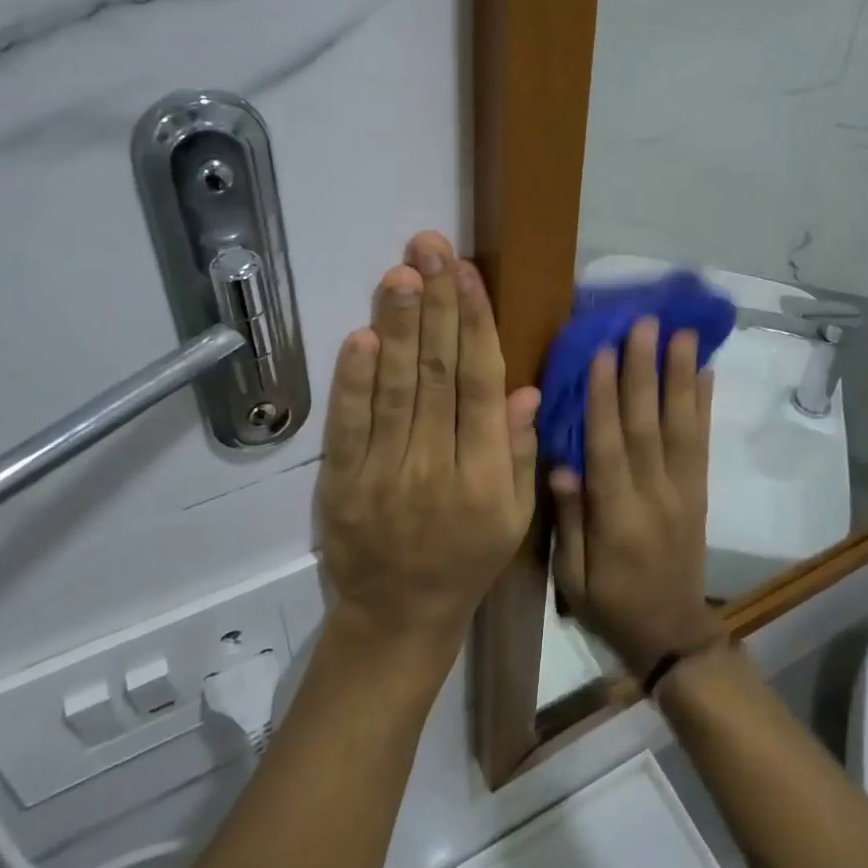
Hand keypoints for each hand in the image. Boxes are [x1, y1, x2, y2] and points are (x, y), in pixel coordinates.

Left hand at [316, 232, 540, 658]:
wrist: (397, 620)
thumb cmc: (466, 562)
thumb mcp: (513, 517)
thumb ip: (517, 452)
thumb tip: (524, 390)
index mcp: (486, 476)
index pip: (482, 386)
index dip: (476, 325)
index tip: (467, 274)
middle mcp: (438, 468)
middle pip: (439, 374)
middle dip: (437, 305)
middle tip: (430, 248)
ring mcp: (385, 476)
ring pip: (396, 389)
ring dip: (398, 327)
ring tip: (401, 272)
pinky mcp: (342, 485)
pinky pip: (349, 426)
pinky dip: (354, 380)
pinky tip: (361, 335)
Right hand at [549, 318, 723, 676]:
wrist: (672, 635)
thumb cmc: (610, 604)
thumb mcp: (573, 577)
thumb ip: (569, 520)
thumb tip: (562, 463)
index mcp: (617, 518)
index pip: (609, 447)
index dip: (604, 399)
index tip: (601, 351)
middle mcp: (654, 496)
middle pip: (648, 425)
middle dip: (645, 371)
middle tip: (644, 324)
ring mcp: (683, 490)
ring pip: (681, 425)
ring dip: (681, 376)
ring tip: (683, 334)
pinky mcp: (699, 491)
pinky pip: (702, 443)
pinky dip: (704, 405)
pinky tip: (707, 372)